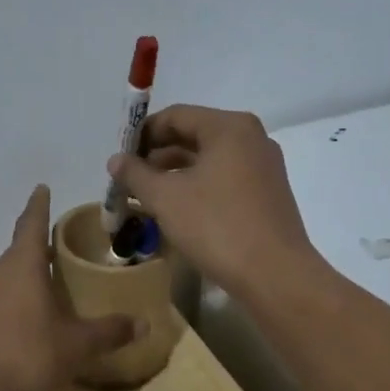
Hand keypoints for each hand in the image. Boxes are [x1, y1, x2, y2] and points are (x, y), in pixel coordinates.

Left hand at [0, 185, 138, 390]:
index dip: (39, 205)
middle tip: (62, 257)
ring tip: (45, 297)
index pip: (32, 224)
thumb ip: (109, 332)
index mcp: (21, 268)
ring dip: (22, 283)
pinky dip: (7, 309)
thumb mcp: (76, 347)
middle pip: (18, 254)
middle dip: (39, 253)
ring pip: (3, 281)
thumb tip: (143, 324)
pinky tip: (19, 332)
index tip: (42, 187)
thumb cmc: (26, 360)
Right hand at [106, 105, 320, 297]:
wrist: (274, 274)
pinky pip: (224, 179)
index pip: (175, 116)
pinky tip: (177, 210)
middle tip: (129, 179)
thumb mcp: (166, 198)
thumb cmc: (216, 226)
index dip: (142, 134)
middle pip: (193, 135)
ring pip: (208, 160)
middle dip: (157, 156)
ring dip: (175, 174)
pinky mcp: (267, 194)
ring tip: (146, 197)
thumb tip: (116, 160)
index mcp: (229, 127)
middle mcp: (251, 139)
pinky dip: (197, 187)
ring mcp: (263, 167)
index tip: (120, 158)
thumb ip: (136, 174)